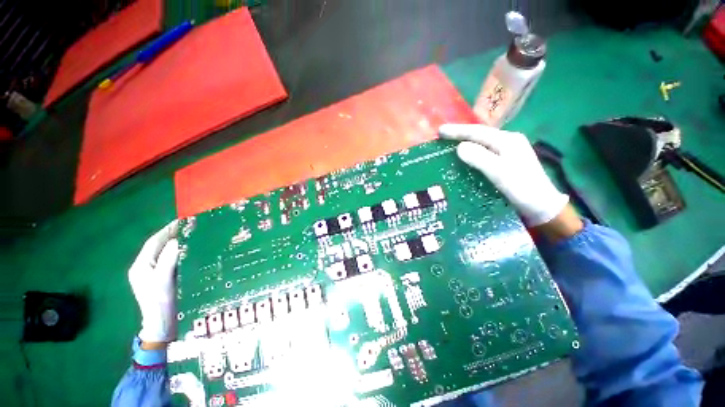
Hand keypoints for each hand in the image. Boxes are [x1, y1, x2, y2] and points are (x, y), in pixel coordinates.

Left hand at [128, 220, 179, 344]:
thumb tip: (177, 240)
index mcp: (141, 265)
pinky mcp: (161, 279)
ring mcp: (152, 274)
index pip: (153, 242)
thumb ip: (168, 258)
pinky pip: (169, 260)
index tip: (183, 221)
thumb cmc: (161, 301)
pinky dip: (178, 253)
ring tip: (192, 236)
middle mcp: (144, 267)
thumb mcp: (164, 279)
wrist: (162, 324)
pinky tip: (189, 251)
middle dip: (172, 235)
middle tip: (190, 227)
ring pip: (164, 253)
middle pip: (158, 246)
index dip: (167, 230)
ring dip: (176, 243)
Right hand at [439, 124, 568, 226]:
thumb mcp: (499, 173)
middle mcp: (508, 141)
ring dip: (465, 141)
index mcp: (507, 140)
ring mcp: (509, 151)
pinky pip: (484, 151)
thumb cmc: (521, 188)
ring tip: (449, 144)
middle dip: (460, 134)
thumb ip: (480, 158)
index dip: (457, 131)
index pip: (477, 132)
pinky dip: (472, 151)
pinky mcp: (507, 161)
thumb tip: (459, 147)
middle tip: (442, 136)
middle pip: (480, 134)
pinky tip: (465, 156)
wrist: (541, 206)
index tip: (440, 131)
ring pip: (482, 142)